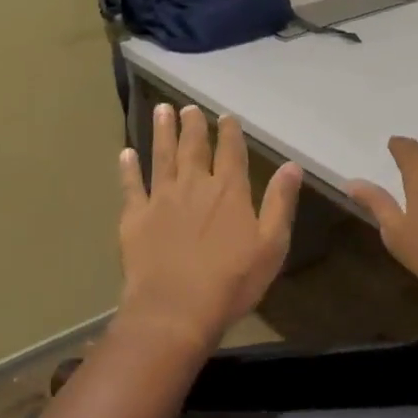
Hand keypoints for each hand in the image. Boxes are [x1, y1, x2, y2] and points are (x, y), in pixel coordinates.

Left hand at [116, 103, 303, 354]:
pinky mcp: (135, 217)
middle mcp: (194, 185)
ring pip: (161, 156)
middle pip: (193, 147)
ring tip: (162, 110)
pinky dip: (128, 168)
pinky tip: (125, 153)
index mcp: (229, 191)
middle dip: (192, 125)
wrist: (175, 309)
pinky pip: (131, 186)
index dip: (229, 132)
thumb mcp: (272, 245)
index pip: (231, 152)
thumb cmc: (231, 281)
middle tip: (188, 107)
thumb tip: (292, 165)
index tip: (226, 116)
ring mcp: (161, 199)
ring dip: (162, 132)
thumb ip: (280, 202)